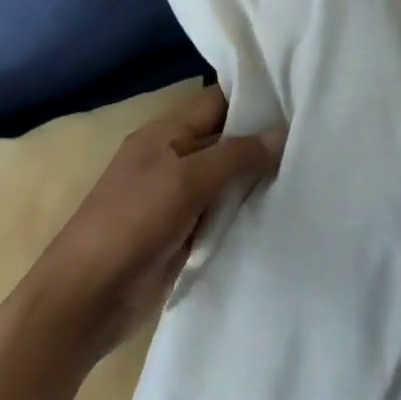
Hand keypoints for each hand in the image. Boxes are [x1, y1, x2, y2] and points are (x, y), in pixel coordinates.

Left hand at [31, 86, 282, 356]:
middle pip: (225, 140)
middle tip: (314, 140)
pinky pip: (222, 214)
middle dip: (262, 141)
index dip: (254, 99)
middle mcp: (173, 159)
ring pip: (227, 179)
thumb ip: (235, 155)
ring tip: (309, 172)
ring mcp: (178, 199)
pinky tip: (281, 211)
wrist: (85, 300)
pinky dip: (245, 212)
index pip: (217, 102)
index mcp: (165, 134)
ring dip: (257, 180)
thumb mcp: (186, 180)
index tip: (299, 100)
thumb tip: (281, 133)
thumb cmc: (131, 223)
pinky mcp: (184, 234)